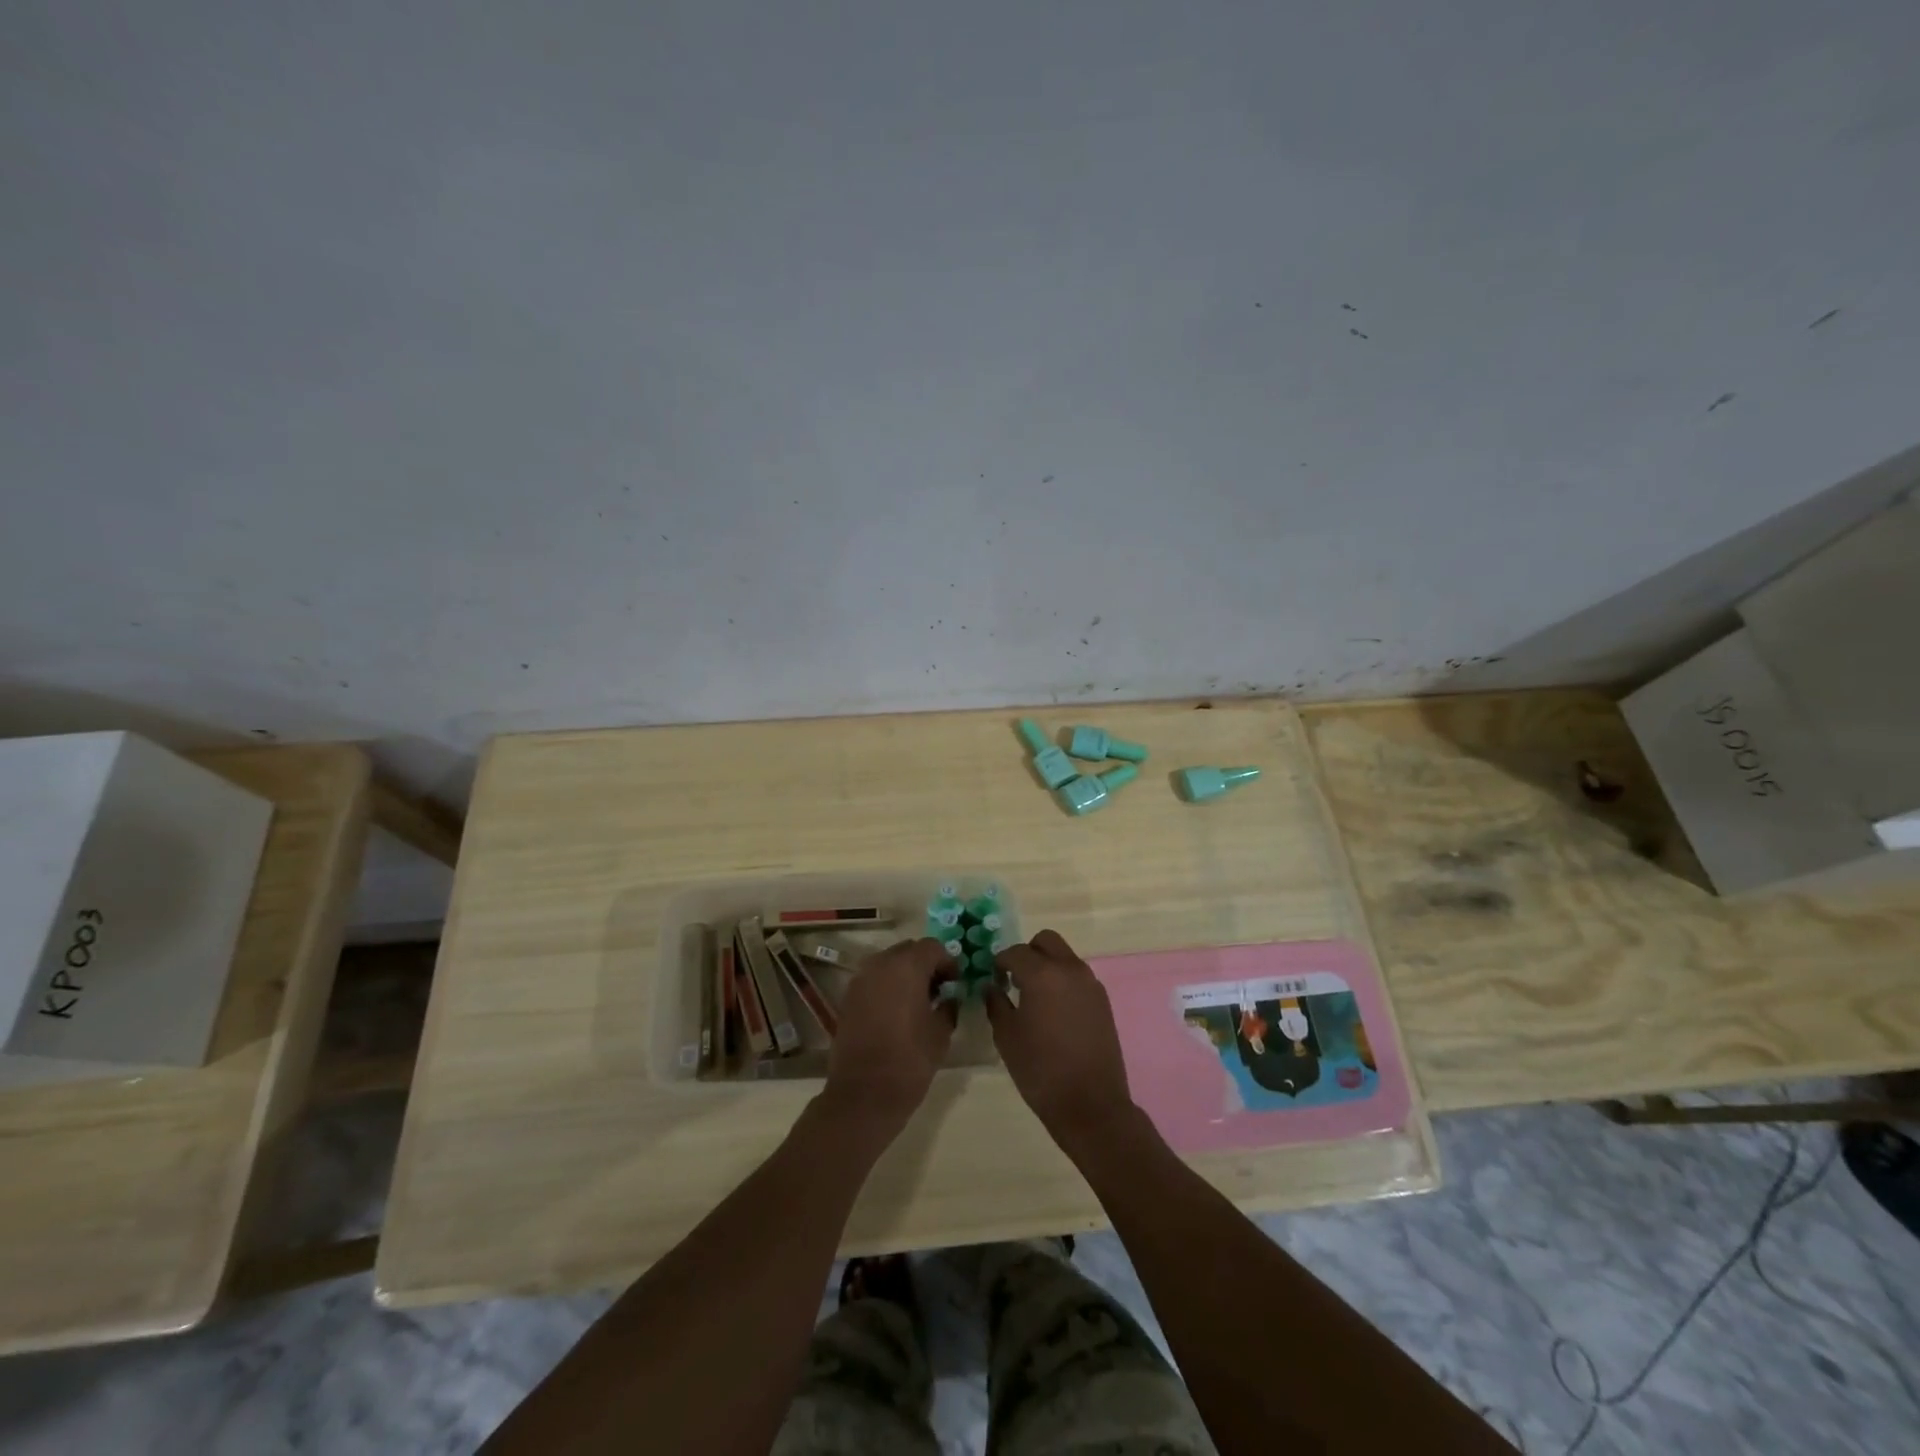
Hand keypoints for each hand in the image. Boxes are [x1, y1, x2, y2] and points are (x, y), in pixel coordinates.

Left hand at [821, 938, 956, 1132]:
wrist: (863, 1095)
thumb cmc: (909, 1061)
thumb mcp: (941, 1034)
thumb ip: (948, 1006)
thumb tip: (949, 997)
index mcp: (906, 967)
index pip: (932, 947)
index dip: (948, 962)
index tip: (955, 983)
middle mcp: (880, 965)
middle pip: (908, 950)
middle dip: (926, 964)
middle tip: (939, 990)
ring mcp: (860, 980)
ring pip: (889, 963)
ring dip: (905, 974)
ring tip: (918, 1002)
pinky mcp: (848, 998)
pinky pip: (874, 980)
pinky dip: (888, 986)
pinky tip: (897, 1012)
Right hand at [987, 930, 1136, 1154]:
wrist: (1091, 1104)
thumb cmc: (1040, 1070)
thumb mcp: (1007, 1037)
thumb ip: (996, 1003)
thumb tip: (992, 986)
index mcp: (1042, 974)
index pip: (1015, 952)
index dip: (1000, 963)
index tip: (993, 979)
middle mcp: (1069, 969)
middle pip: (1046, 941)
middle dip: (1027, 953)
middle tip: (1015, 979)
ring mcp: (1090, 983)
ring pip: (1064, 957)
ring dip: (1047, 966)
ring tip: (1034, 997)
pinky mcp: (1103, 1000)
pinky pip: (1078, 976)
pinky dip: (1063, 981)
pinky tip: (1054, 1011)